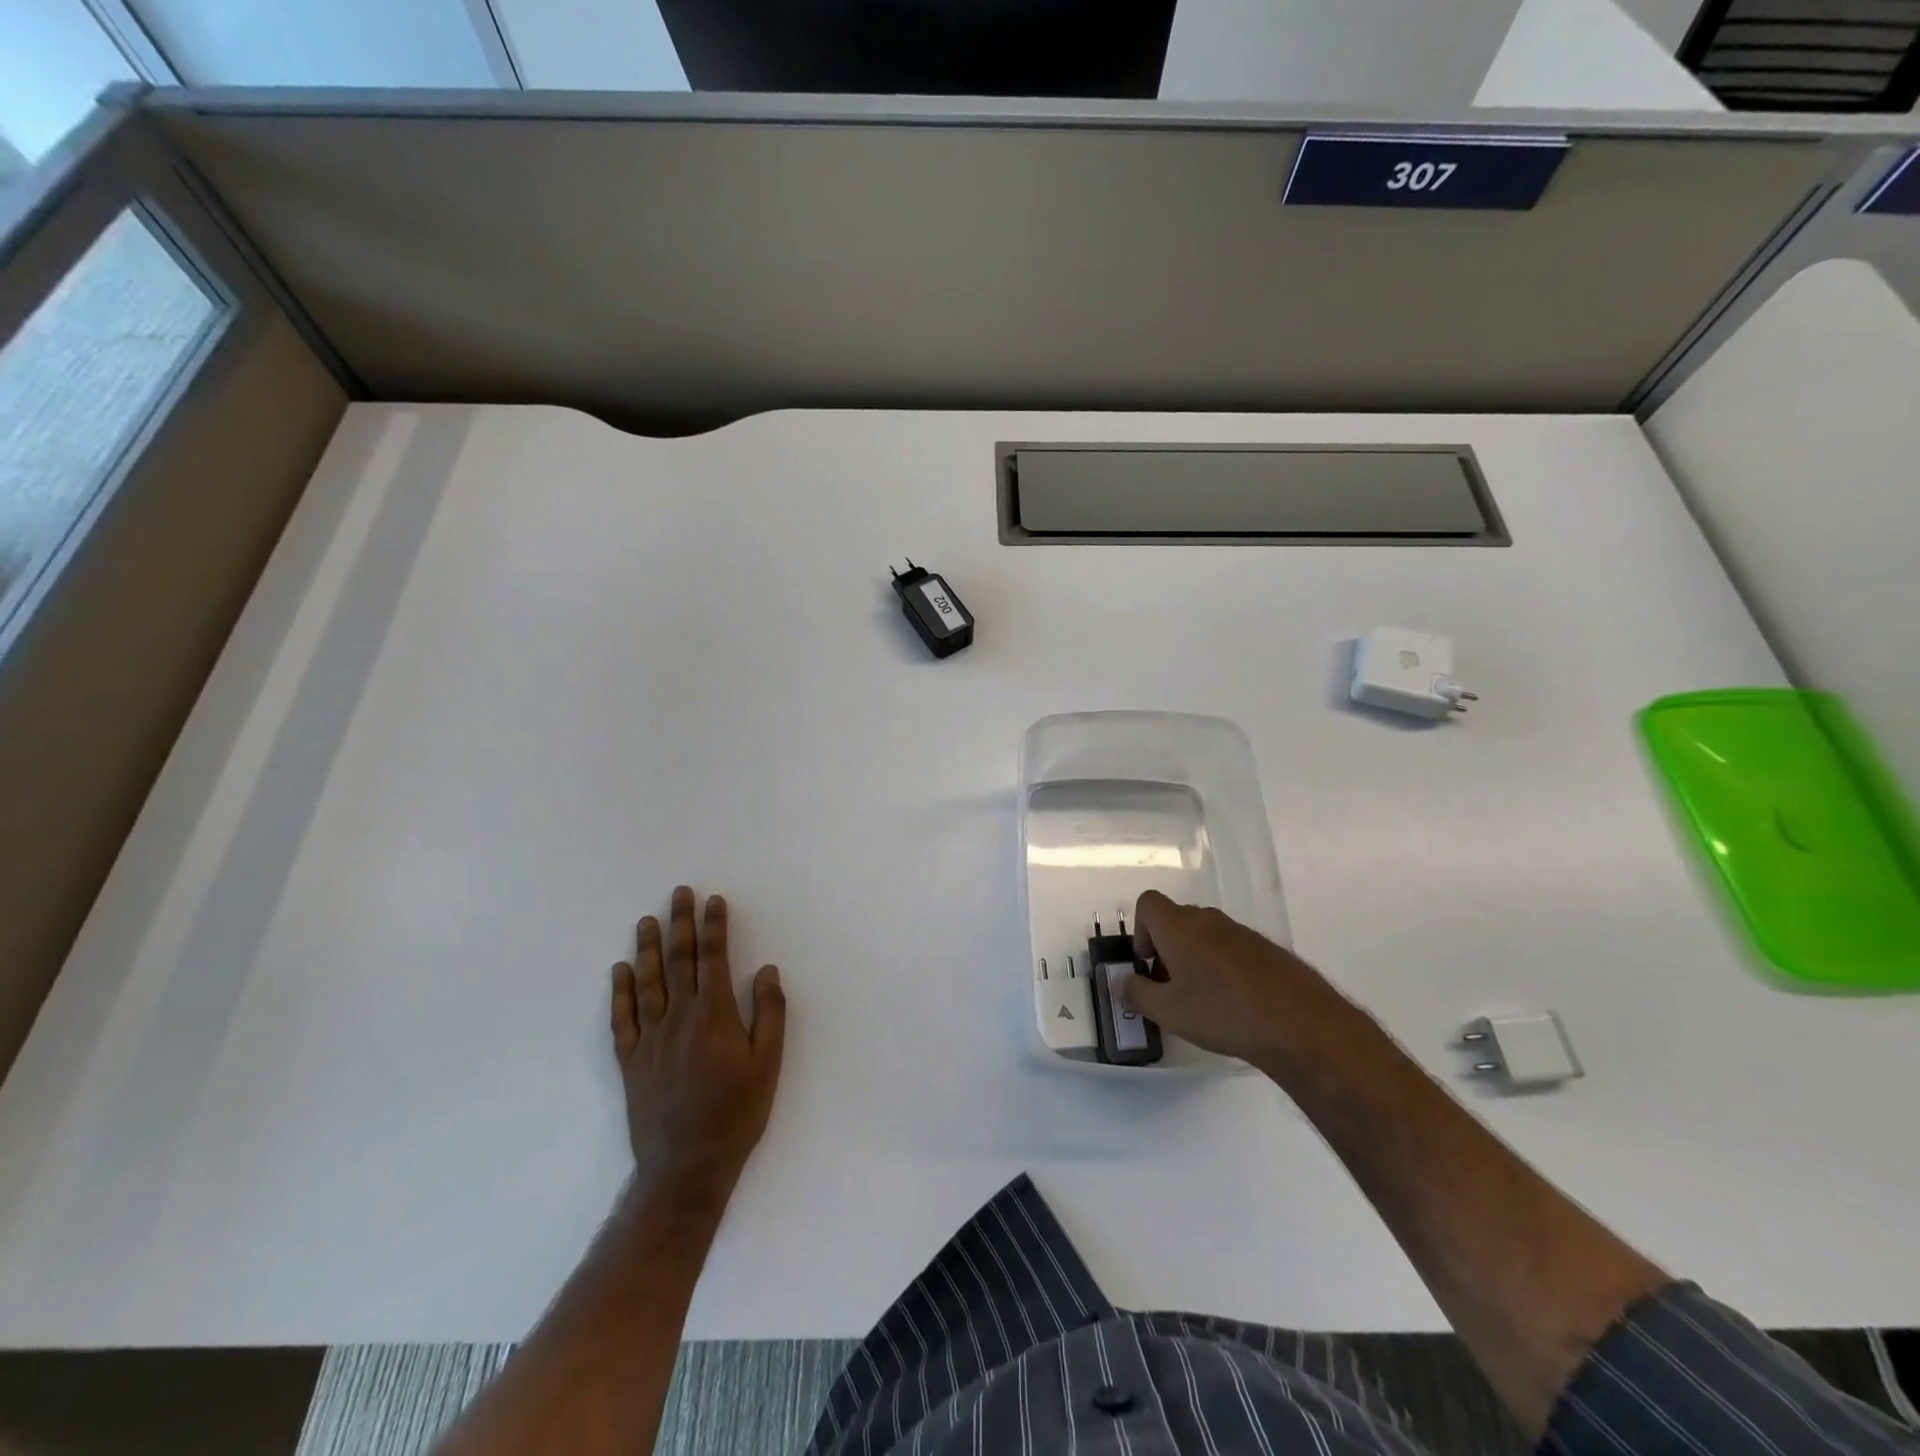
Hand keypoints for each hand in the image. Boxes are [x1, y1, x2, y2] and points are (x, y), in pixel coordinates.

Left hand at [611, 887, 786, 1205]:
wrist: (686, 1166)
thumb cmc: (736, 1113)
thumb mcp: (768, 1063)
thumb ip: (769, 1012)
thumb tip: (765, 970)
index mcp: (714, 1015)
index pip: (713, 958)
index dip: (714, 927)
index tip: (714, 901)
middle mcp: (678, 1018)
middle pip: (679, 961)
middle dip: (680, 924)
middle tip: (678, 894)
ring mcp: (650, 1039)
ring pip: (648, 982)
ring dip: (648, 948)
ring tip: (647, 921)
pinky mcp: (630, 1062)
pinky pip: (622, 1019)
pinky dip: (620, 992)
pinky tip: (620, 971)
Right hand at [1118, 890, 1330, 1068]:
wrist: (1301, 1025)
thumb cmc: (1223, 1012)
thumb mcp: (1168, 1012)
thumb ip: (1136, 994)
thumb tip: (1122, 982)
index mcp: (1179, 926)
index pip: (1147, 903)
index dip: (1140, 931)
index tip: (1148, 965)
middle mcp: (1209, 919)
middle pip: (1175, 920)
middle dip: (1166, 950)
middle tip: (1171, 990)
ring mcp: (1241, 932)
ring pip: (1205, 936)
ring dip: (1195, 960)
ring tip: (1204, 1002)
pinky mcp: (1267, 950)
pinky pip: (1232, 949)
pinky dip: (1223, 969)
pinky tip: (1235, 1006)